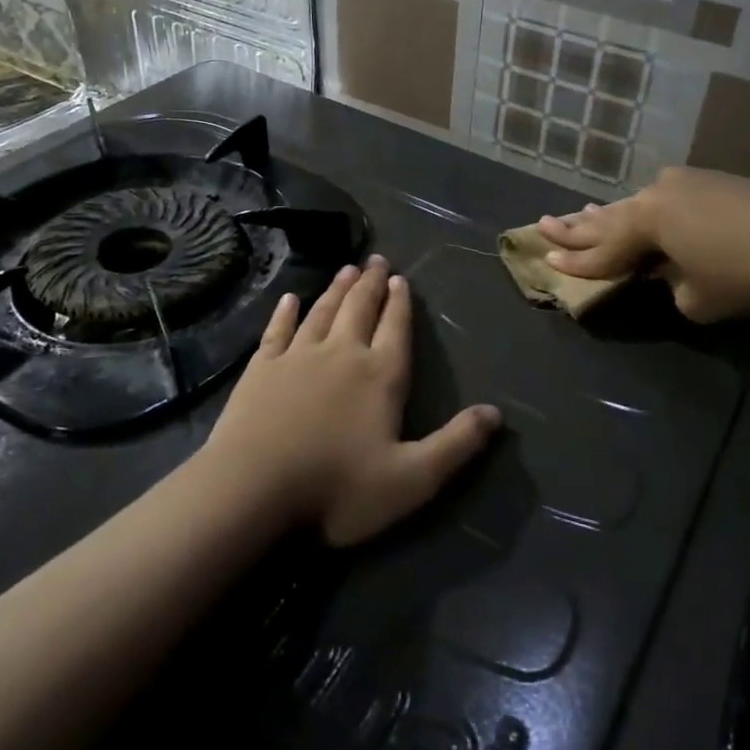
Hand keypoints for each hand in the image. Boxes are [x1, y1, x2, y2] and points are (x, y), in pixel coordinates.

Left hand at [204, 256, 499, 545]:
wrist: (252, 490)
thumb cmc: (337, 488)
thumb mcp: (412, 479)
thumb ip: (456, 444)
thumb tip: (497, 413)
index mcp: (380, 376)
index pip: (395, 329)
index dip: (401, 303)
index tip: (400, 277)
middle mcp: (342, 354)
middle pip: (360, 309)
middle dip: (371, 283)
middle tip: (376, 259)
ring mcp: (297, 357)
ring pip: (322, 312)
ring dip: (336, 289)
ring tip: (347, 269)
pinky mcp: (261, 368)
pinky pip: (277, 330)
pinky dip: (285, 312)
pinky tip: (290, 298)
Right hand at [535, 167, 749, 322]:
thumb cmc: (746, 273)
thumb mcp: (696, 298)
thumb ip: (669, 285)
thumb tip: (670, 272)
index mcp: (646, 223)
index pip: (602, 250)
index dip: (575, 262)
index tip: (546, 261)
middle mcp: (654, 196)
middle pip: (606, 219)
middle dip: (575, 227)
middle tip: (542, 224)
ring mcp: (681, 183)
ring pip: (632, 205)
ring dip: (605, 215)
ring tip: (576, 214)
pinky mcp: (705, 181)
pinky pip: (659, 199)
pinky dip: (639, 210)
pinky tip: (631, 209)